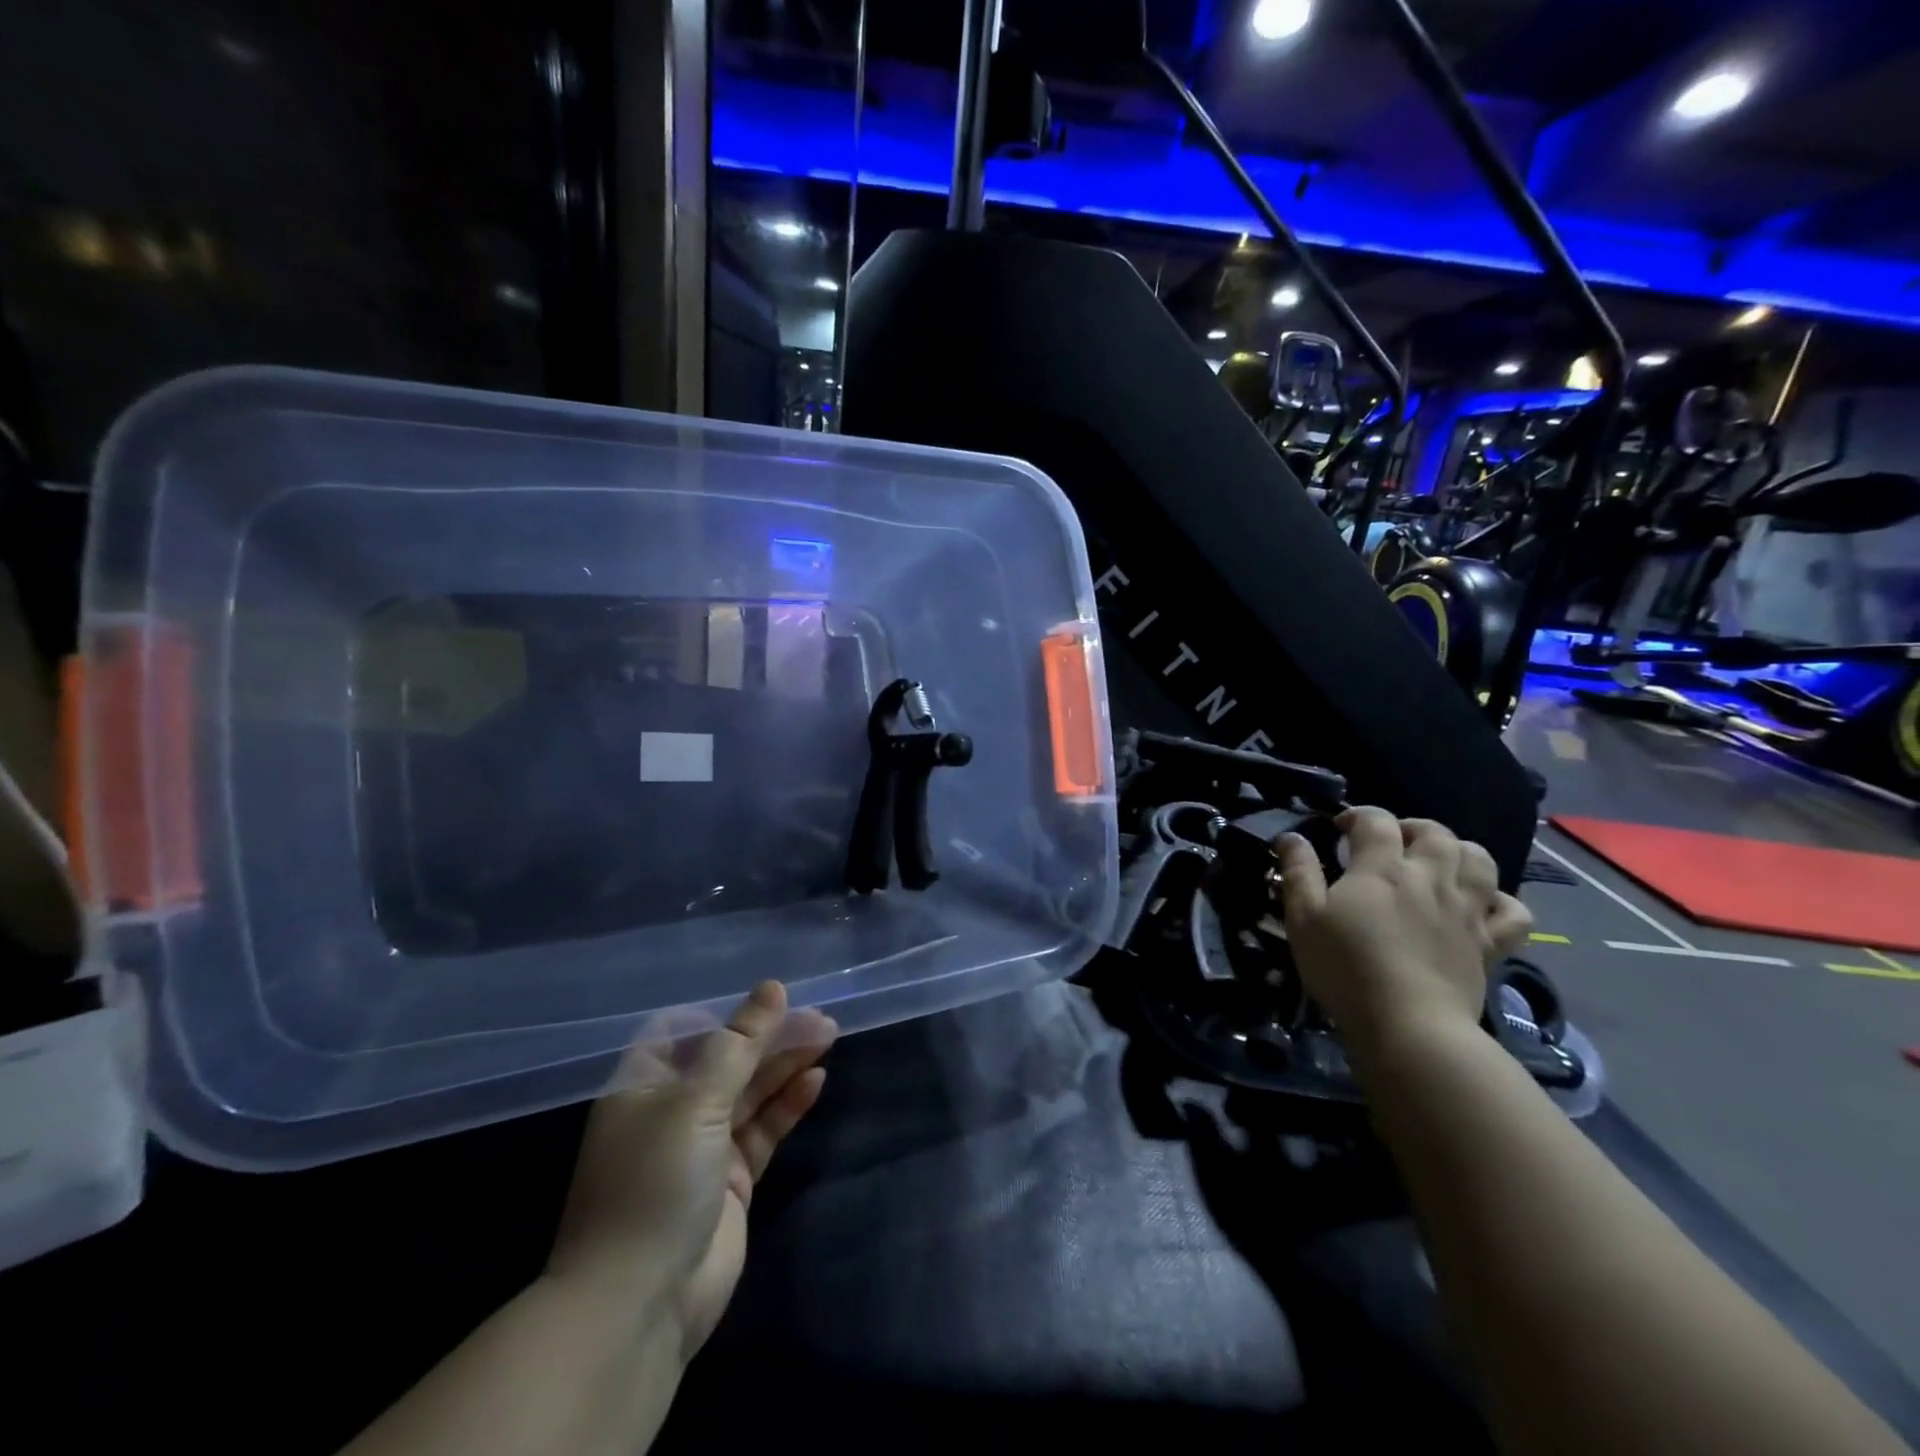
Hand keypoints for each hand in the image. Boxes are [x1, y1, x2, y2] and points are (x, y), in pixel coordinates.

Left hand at [546, 981, 836, 1361]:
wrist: (638, 1304)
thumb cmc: (655, 1182)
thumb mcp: (696, 1101)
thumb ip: (740, 1043)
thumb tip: (774, 987)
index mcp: (644, 1085)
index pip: (688, 1031)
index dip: (729, 1014)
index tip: (773, 998)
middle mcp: (671, 1111)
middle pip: (728, 1060)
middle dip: (770, 1038)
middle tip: (820, 1019)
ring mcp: (702, 1148)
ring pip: (750, 1093)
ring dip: (785, 1066)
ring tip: (828, 1037)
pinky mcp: (730, 1182)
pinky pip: (762, 1130)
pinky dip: (787, 1105)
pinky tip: (815, 1080)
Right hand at [1274, 808, 1531, 1054]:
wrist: (1410, 1026)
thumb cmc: (1346, 968)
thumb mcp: (1303, 918)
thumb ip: (1298, 872)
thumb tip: (1291, 836)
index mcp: (1381, 868)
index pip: (1375, 821)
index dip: (1358, 816)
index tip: (1340, 829)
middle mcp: (1430, 878)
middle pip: (1434, 832)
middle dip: (1411, 827)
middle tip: (1391, 842)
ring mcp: (1466, 910)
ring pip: (1479, 860)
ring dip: (1459, 851)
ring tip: (1438, 863)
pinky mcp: (1490, 945)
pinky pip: (1513, 912)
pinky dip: (1501, 901)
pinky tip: (1482, 905)